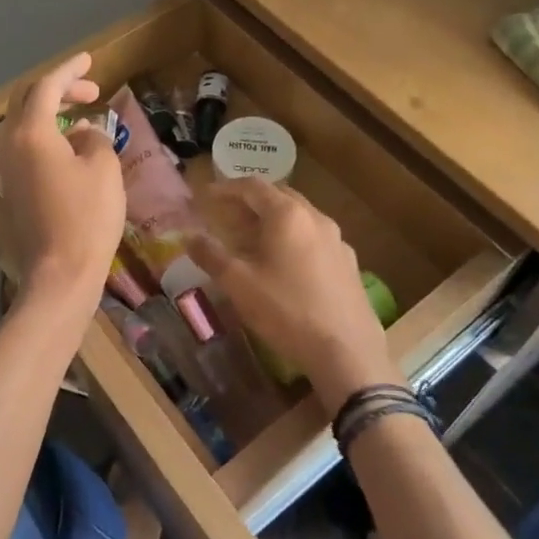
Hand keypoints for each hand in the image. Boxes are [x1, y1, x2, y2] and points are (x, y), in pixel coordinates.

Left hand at [0, 51, 126, 312]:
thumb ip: (95, 138)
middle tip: (91, 91)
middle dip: (59, 89)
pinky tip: (73, 150)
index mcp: (32, 133)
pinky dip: (48, 137)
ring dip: (53, 114)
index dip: (70, 69)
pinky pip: (26, 148)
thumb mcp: (103, 168)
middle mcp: (11, 145)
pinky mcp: (13, 190)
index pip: (47, 87)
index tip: (90, 58)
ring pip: (25, 125)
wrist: (60, 274)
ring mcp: (8, 169)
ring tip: (86, 120)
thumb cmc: (87, 217)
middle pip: (28, 101)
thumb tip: (85, 133)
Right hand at [190, 179, 397, 412]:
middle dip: (250, 203)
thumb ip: (211, 255)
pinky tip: (285, 265)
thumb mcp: (239, 284)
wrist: (347, 352)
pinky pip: (314, 238)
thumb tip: (189, 236)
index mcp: (287, 215)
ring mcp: (337, 240)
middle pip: (279, 196)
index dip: (226, 188)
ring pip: (299, 217)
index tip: (206, 196)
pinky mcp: (349, 264)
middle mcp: (316, 218)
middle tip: (228, 217)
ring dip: (273, 221)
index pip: (252, 186)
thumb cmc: (287, 311)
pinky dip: (293, 239)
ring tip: (252, 241)